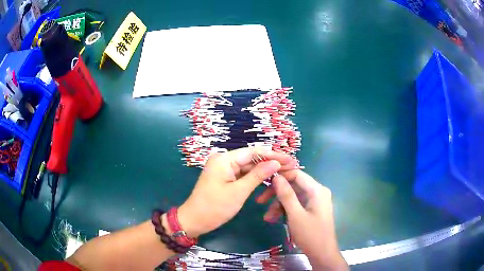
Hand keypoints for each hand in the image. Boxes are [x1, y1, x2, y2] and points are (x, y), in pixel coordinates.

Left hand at [177, 147, 296, 237]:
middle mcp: (224, 160)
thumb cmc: (215, 207)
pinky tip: (269, 178)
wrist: (195, 220)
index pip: (254, 152)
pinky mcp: (225, 178)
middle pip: (252, 158)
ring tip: (284, 171)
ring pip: (249, 166)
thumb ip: (258, 175)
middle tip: (291, 166)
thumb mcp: (238, 192)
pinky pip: (243, 174)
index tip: (290, 159)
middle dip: (271, 162)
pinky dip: (255, 177)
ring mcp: (224, 169)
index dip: (273, 155)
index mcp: (224, 159)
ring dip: (265, 170)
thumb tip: (276, 162)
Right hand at [257, 170, 347, 269]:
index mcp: (317, 190)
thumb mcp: (295, 215)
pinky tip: (274, 220)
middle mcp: (317, 192)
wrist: (322, 253)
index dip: (280, 176)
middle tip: (260, 201)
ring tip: (267, 218)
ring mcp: (315, 201)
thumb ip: (286, 194)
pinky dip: (285, 211)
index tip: (263, 182)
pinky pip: (296, 205)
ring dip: (278, 205)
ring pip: (292, 197)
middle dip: (276, 194)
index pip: (296, 174)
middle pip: (293, 186)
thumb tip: (276, 176)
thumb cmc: (310, 235)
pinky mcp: (311, 210)